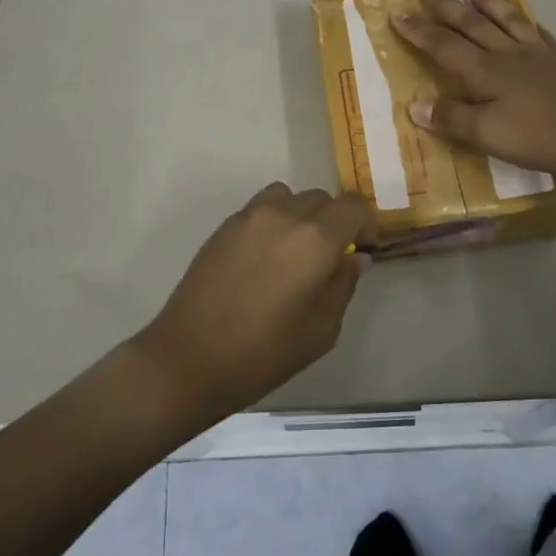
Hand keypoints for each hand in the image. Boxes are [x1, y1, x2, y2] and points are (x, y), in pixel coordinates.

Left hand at [137, 184, 373, 417]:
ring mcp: (249, 216)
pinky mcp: (224, 226)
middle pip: (321, 199)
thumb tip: (353, 258)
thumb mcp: (321, 329)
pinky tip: (264, 259)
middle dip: (334, 222)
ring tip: (295, 252)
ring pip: (289, 197)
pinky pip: (260, 208)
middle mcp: (284, 215)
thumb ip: (343, 285)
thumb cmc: (264, 352)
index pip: (353, 206)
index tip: (362, 251)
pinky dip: (273, 221)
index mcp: (315, 238)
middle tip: (329, 258)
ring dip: (301, 216)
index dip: (364, 225)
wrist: (190, 358)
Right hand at [390, 0, 555, 178]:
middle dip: (445, 5)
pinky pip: (536, 31)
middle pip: (471, 24)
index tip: (398, 11)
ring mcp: (536, 54)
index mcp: (485, 71)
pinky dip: (525, 18)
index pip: (444, 46)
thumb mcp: (489, 134)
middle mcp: (506, 54)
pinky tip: (524, 15)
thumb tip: (414, 105)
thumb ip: (452, 118)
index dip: (419, 30)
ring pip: (504, 18)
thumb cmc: (542, 135)